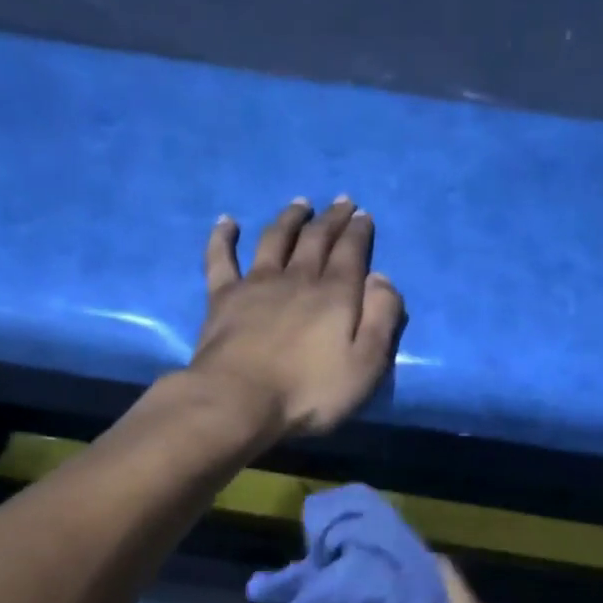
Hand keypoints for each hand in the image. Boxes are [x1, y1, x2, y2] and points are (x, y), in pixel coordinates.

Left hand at [190, 198, 404, 437]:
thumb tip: (381, 277)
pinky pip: (221, 258)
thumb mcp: (366, 365)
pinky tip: (226, 222)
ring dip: (289, 219)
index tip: (363, 215)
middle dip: (331, 219)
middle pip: (316, 240)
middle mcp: (297, 279)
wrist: (240, 400)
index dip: (358, 232)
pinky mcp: (222, 298)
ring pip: (275, 240)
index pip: (351, 253)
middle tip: (340, 201)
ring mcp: (256, 284)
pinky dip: (223, 237)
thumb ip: (381, 319)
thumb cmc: (309, 392)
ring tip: (299, 204)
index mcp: (335, 295)